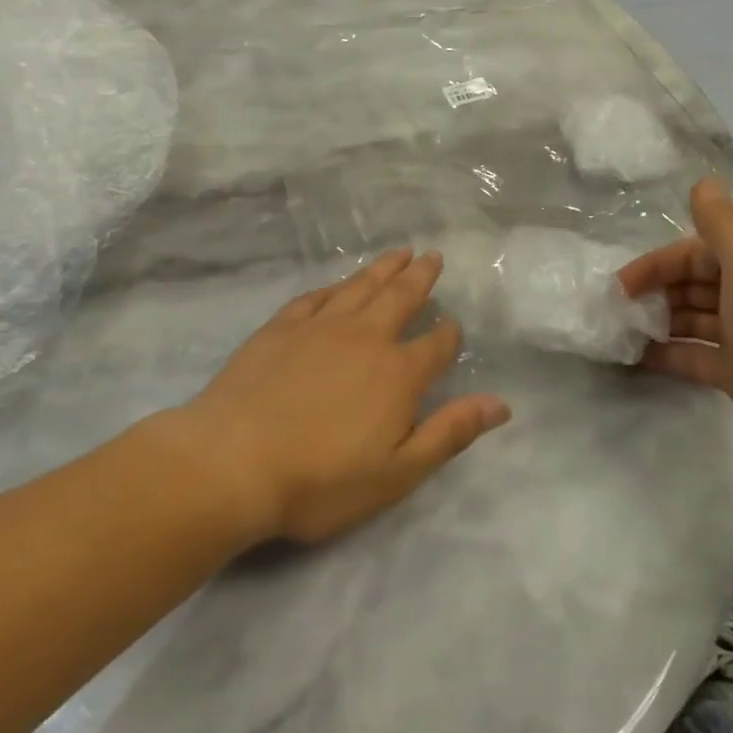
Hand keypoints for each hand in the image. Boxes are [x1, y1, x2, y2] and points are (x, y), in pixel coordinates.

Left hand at [175, 250, 510, 544]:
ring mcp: (319, 327)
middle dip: (420, 278)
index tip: (455, 326)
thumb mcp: (397, 472)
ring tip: (399, 252)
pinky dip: (333, 286)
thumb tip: (501, 404)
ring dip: (383, 268)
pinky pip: (315, 297)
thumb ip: (450, 433)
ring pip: (360, 287)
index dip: (449, 335)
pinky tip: (337, 284)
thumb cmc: (320, 480)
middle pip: (400, 298)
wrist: (231, 462)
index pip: (435, 346)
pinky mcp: (280, 328)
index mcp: (397, 373)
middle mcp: (364, 338)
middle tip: (433, 256)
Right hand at [619, 179, 732, 492]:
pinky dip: (667, 355)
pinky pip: (695, 357)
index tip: (623, 285)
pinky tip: (636, 359)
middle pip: (695, 285)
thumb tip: (703, 182)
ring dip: (659, 322)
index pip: (699, 254)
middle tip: (619, 310)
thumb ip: (722, 225)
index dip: (660, 264)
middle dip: (657, 292)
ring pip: (693, 321)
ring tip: (622, 333)